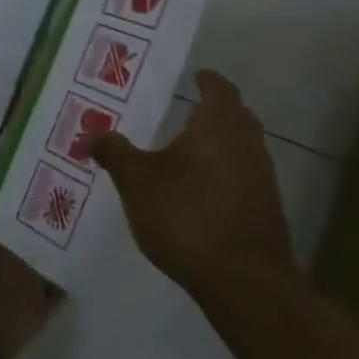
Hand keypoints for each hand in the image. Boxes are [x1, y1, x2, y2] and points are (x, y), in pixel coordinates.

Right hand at [88, 70, 294, 293]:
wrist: (245, 281)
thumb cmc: (186, 216)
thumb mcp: (136, 181)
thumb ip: (115, 153)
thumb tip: (92, 135)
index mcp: (218, 125)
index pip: (219, 89)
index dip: (207, 81)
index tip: (195, 76)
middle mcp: (247, 144)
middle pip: (237, 116)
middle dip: (215, 110)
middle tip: (187, 108)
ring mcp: (263, 178)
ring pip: (243, 147)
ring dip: (221, 143)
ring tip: (189, 150)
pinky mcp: (266, 210)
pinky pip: (244, 177)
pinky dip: (225, 172)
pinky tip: (202, 190)